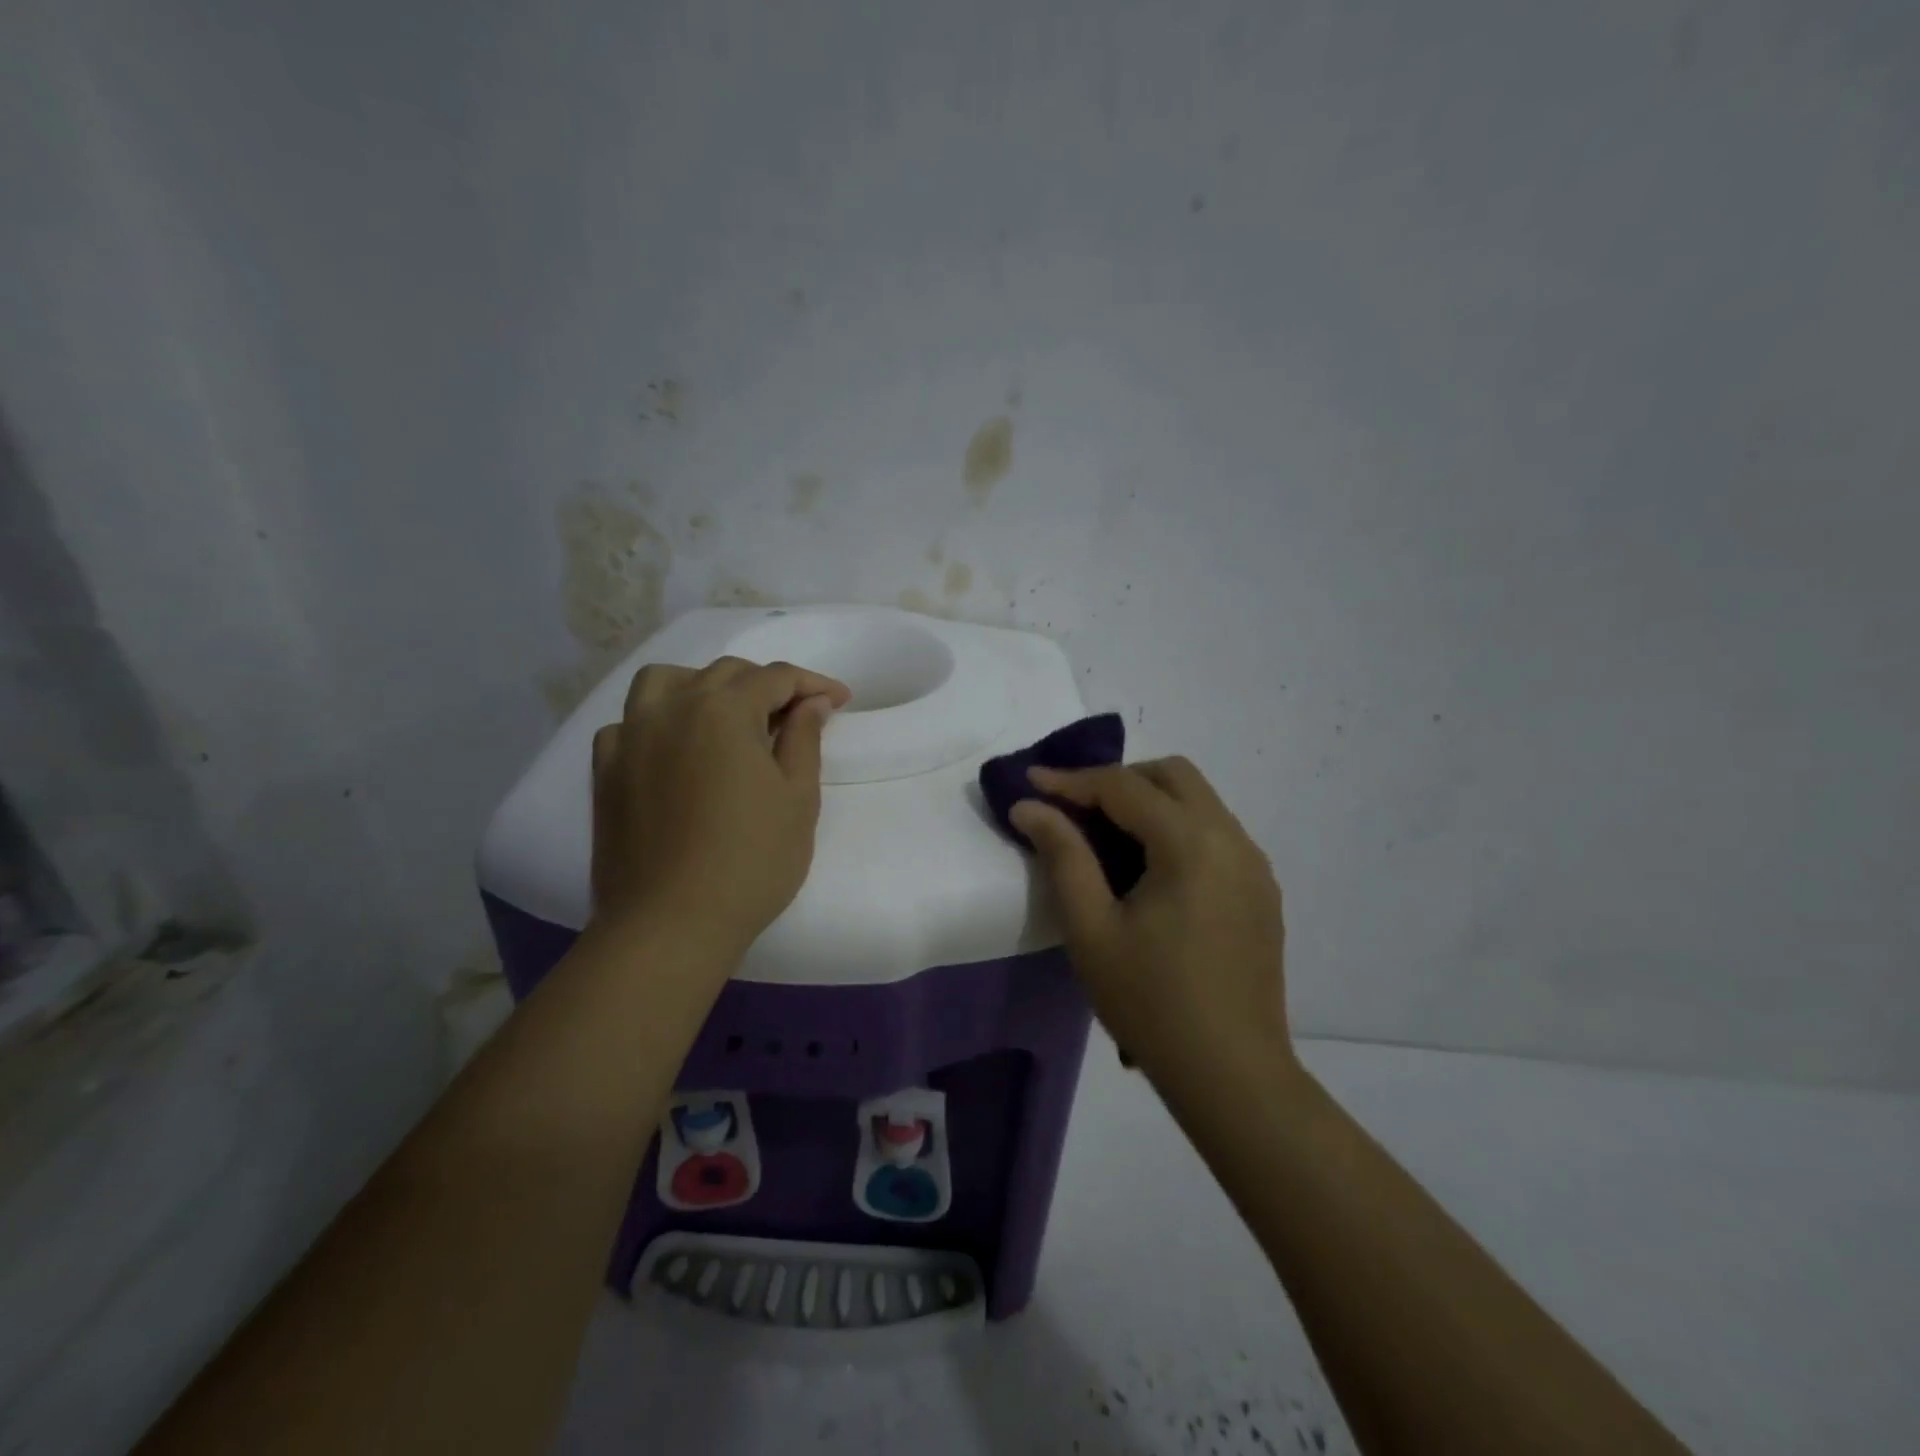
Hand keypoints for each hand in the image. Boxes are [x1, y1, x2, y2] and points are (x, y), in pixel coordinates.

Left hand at [590, 657, 850, 954]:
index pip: (776, 677)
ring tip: (726, 716)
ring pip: (665, 682)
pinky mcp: (605, 770)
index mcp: (724, 709)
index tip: (839, 701)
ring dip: (702, 686)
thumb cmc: (751, 861)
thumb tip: (812, 703)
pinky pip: (629, 723)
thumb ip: (805, 739)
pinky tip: (673, 749)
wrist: (671, 923)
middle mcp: (672, 707)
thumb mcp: (798, 799)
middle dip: (766, 685)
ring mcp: (631, 736)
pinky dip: (657, 722)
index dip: (813, 684)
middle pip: (724, 674)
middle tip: (794, 717)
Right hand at [1010, 757, 1290, 1070]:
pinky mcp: (1262, 890)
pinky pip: (1215, 833)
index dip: (1072, 780)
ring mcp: (1255, 864)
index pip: (1124, 786)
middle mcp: (1232, 839)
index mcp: (1191, 843)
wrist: (1233, 1076)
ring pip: (1199, 800)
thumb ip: (1062, 856)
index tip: (1030, 781)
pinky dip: (1176, 828)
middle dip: (1118, 779)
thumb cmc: (1151, 1003)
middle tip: (1074, 807)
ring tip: (1105, 835)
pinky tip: (1150, 869)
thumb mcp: (1091, 929)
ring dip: (1149, 801)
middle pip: (1172, 775)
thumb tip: (1030, 807)